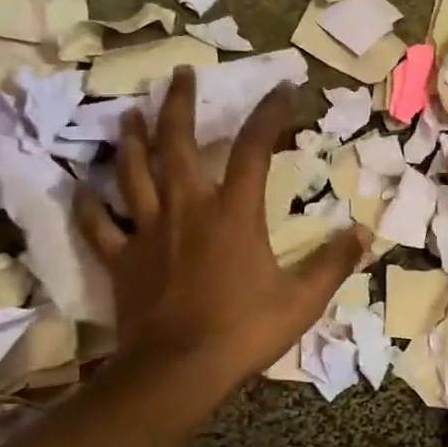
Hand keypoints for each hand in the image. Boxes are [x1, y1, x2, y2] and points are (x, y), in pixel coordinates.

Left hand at [74, 68, 365, 381]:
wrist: (177, 371)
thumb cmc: (243, 331)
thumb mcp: (302, 300)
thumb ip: (333, 262)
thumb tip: (364, 232)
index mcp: (233, 212)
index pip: (253, 149)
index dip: (269, 115)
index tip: (283, 89)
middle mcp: (187, 208)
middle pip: (177, 144)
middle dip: (179, 105)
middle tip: (180, 74)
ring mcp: (148, 231)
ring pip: (133, 173)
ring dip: (131, 140)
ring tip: (129, 114)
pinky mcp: (121, 259)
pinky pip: (99, 225)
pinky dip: (89, 205)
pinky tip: (82, 187)